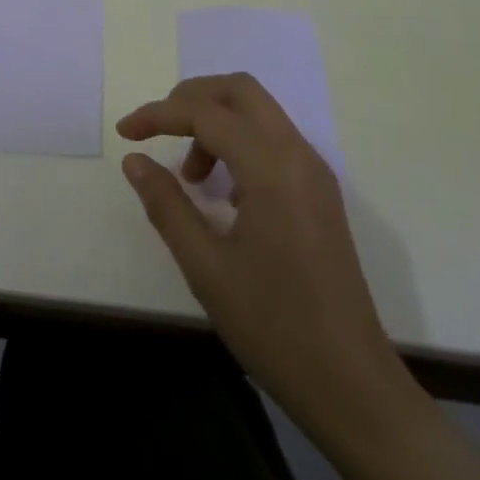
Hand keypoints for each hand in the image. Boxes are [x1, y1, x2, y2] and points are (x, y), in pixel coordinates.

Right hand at [116, 75, 403, 431]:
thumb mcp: (207, 269)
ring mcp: (314, 172)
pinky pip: (273, 140)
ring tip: (190, 178)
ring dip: (216, 122)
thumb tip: (135, 161)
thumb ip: (167, 205)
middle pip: (240, 90)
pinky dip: (239, 143)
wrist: (354, 389)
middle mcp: (298, 155)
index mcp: (272, 168)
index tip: (125, 133)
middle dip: (191, 98)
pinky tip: (222, 193)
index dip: (159, 114)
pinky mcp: (320, 193)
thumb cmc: (275, 328)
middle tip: (158, 130)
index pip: (206, 113)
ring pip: (259, 112)